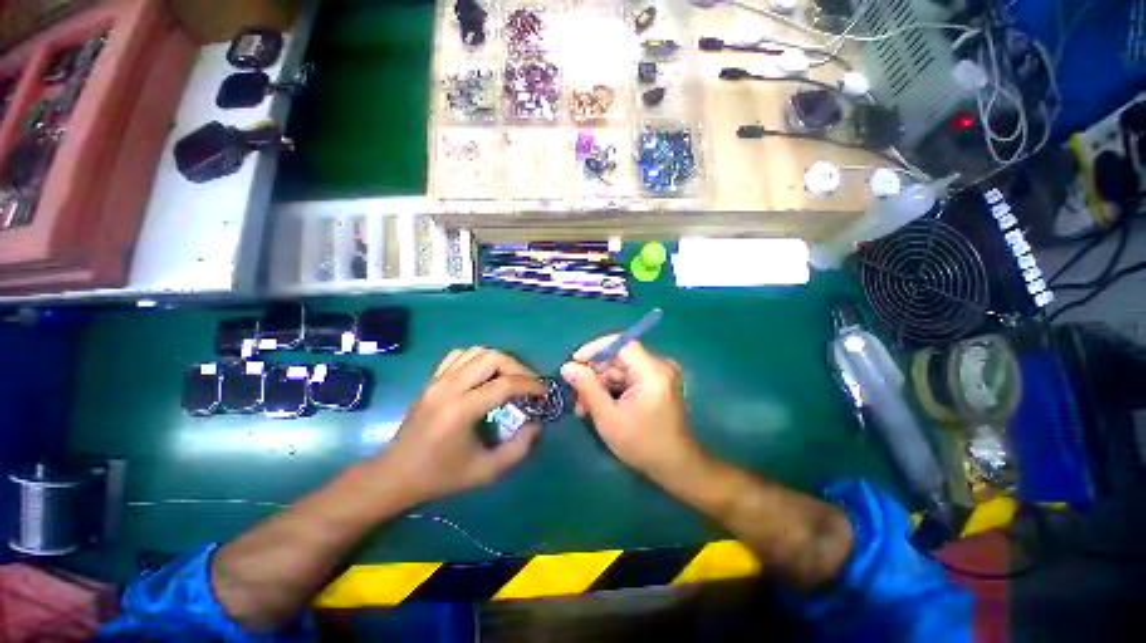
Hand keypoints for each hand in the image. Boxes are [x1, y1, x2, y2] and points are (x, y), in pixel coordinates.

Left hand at [377, 348, 544, 503]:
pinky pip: (458, 355)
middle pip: (491, 358)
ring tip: (511, 377)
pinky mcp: (431, 379)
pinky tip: (484, 374)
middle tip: (529, 383)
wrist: (394, 475)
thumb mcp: (486, 472)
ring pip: (476, 352)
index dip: (531, 385)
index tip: (545, 392)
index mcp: (461, 410)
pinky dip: (477, 358)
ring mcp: (437, 380)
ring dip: (499, 360)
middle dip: (518, 367)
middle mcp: (448, 387)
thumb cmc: (440, 477)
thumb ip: (518, 448)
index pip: (505, 384)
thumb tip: (536, 424)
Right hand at [560, 337, 700, 480]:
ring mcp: (658, 375)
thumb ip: (587, 388)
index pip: (620, 343)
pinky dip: (611, 389)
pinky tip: (597, 405)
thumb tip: (567, 366)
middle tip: (575, 394)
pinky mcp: (656, 384)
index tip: (574, 362)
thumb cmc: (642, 444)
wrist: (676, 467)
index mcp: (652, 371)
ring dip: (600, 384)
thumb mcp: (608, 417)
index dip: (594, 349)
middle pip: (618, 358)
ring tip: (583, 407)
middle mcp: (658, 366)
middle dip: (594, 374)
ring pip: (620, 369)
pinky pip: (628, 378)